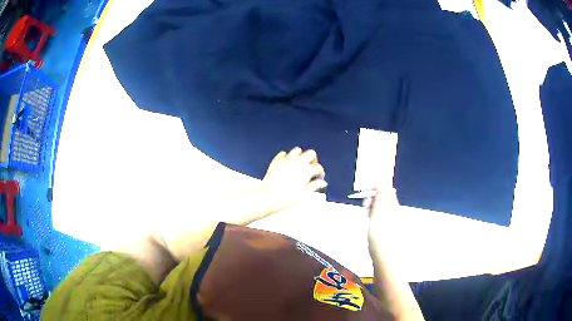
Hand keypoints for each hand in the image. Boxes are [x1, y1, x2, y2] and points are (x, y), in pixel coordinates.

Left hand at [261, 147, 327, 208]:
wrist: (269, 196)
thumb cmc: (287, 197)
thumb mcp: (304, 194)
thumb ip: (315, 186)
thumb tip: (322, 183)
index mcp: (306, 171)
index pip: (318, 167)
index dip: (320, 172)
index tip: (319, 176)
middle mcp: (298, 162)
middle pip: (311, 153)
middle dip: (313, 159)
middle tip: (312, 166)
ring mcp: (286, 160)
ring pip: (297, 150)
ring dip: (300, 155)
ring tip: (300, 163)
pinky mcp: (276, 161)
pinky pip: (283, 153)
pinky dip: (286, 156)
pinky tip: (287, 163)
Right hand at [367, 188, 399, 257]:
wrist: (386, 261)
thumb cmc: (381, 239)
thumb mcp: (378, 217)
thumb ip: (379, 201)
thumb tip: (381, 185)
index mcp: (394, 208)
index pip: (387, 191)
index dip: (376, 188)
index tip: (363, 191)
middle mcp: (394, 213)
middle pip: (384, 199)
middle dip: (373, 198)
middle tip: (365, 205)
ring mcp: (391, 222)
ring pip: (381, 208)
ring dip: (372, 207)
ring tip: (366, 213)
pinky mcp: (386, 230)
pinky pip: (380, 217)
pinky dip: (373, 216)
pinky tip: (370, 222)